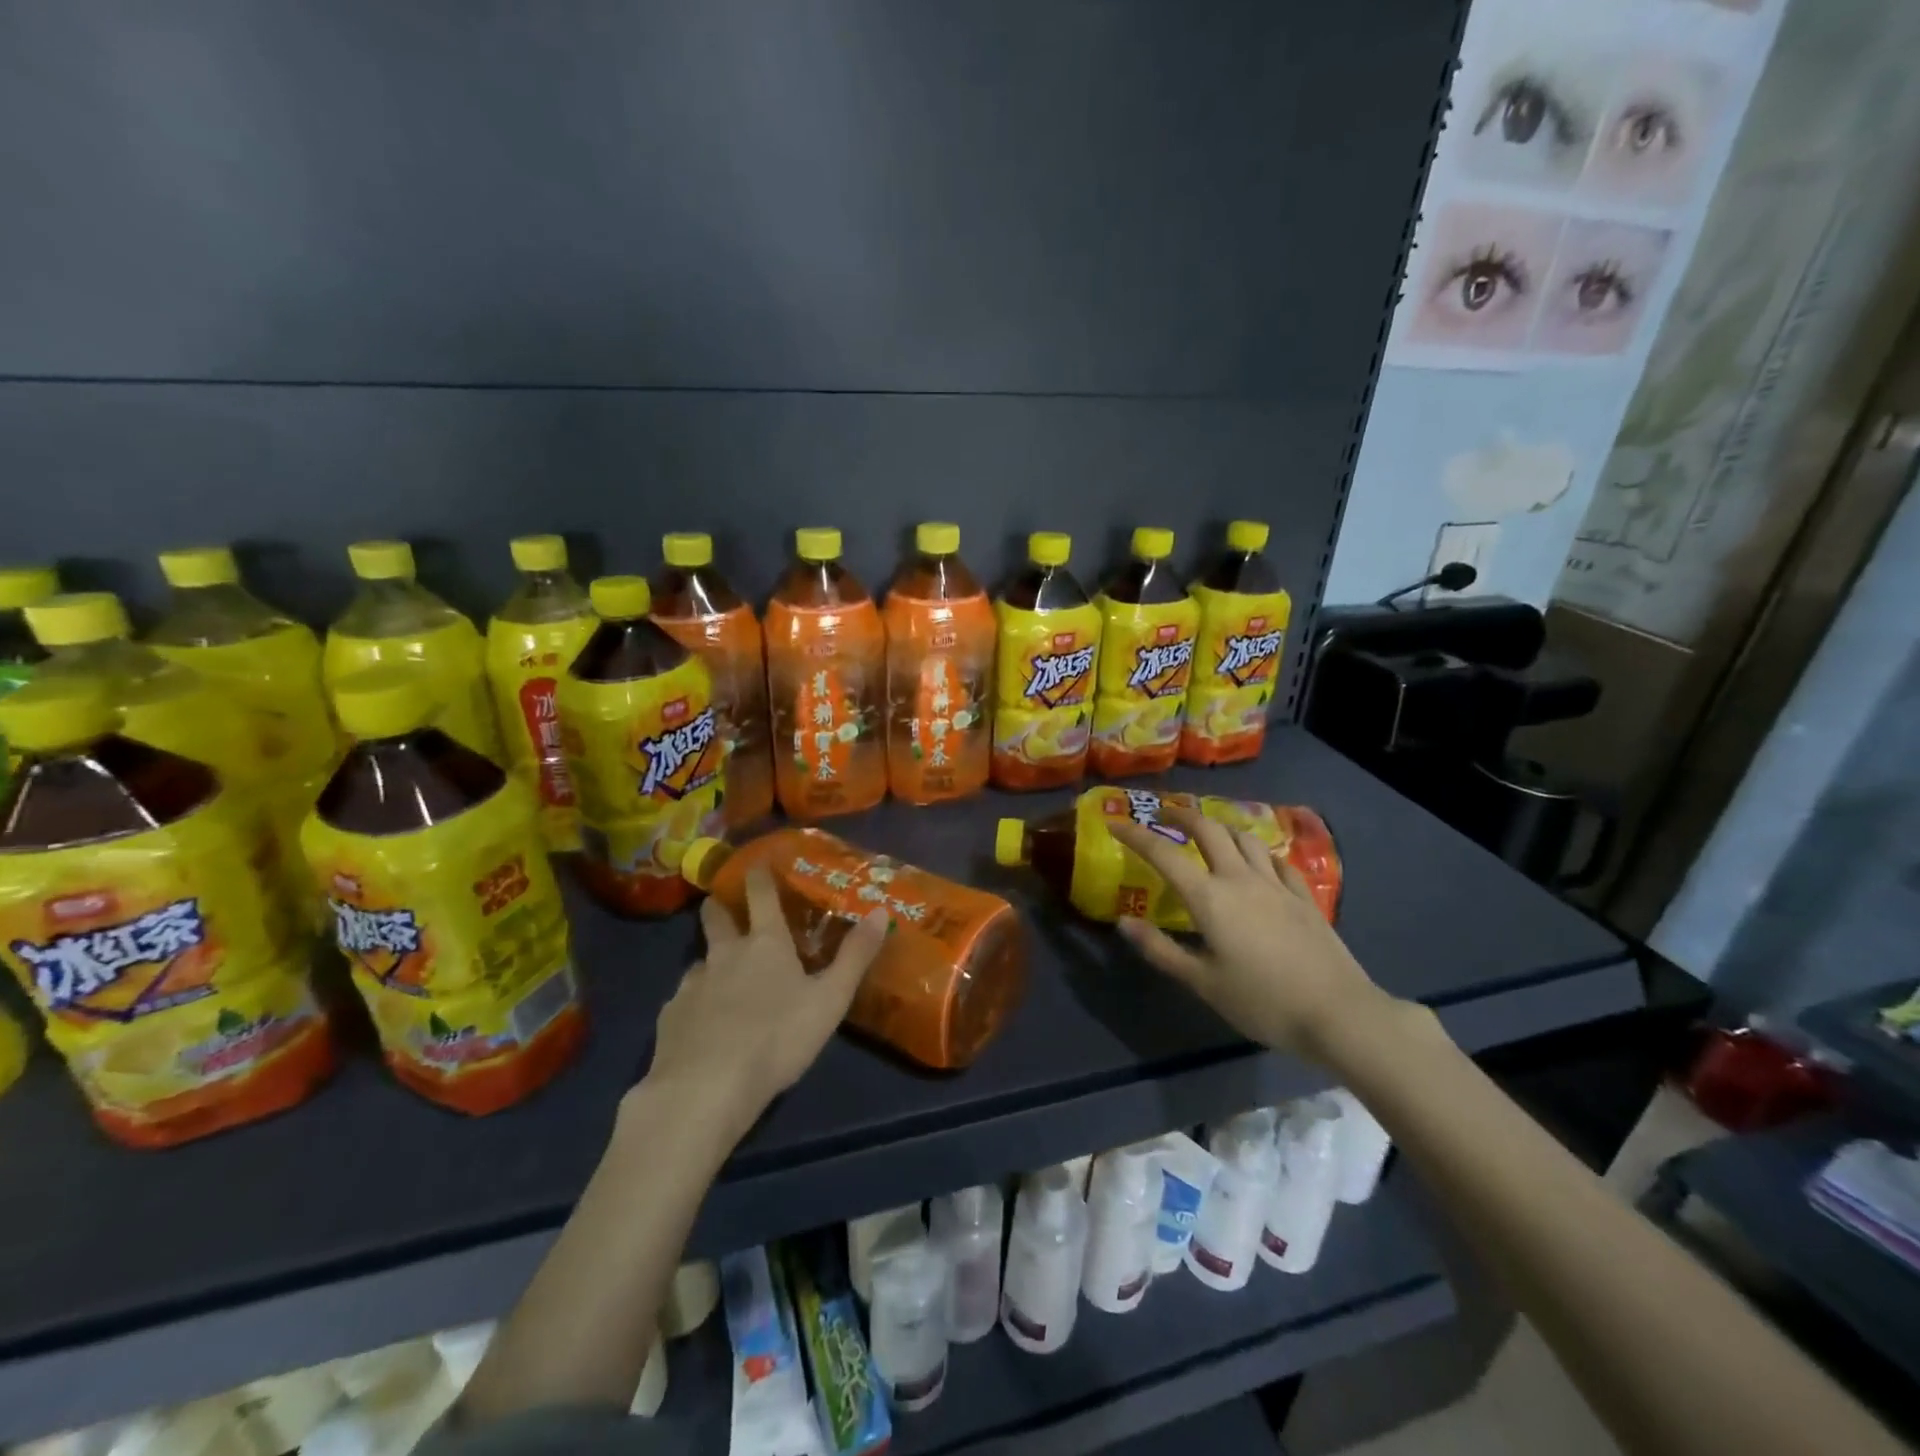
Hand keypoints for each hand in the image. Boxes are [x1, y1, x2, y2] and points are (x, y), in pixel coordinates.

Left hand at [643, 868, 889, 1138]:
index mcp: (766, 943)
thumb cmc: (778, 1038)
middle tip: (724, 905)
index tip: (756, 862)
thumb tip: (881, 911)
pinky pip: (683, 999)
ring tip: (720, 977)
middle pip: (716, 917)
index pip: (760, 894)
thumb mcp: (830, 999)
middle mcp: (725, 954)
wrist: (705, 1089)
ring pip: (699, 960)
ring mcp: (691, 984)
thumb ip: (855, 956)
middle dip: (719, 906)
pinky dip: (694, 1003)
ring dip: (710, 960)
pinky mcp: (669, 1017)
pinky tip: (701, 1024)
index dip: (759, 875)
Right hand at [1109, 804, 1390, 1061]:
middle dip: (1182, 815)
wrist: (1338, 1013)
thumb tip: (1123, 923)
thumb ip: (1160, 949)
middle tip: (1163, 815)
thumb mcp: (1202, 983)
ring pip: (1245, 838)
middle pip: (1208, 830)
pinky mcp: (1304, 896)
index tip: (1115, 823)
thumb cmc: (1261, 1002)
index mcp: (1209, 898)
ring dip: (1221, 828)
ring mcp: (1276, 884)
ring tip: (1209, 834)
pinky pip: (1277, 860)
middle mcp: (1240, 879)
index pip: (1163, 854)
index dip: (1135, 835)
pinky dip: (1258, 853)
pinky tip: (1258, 863)